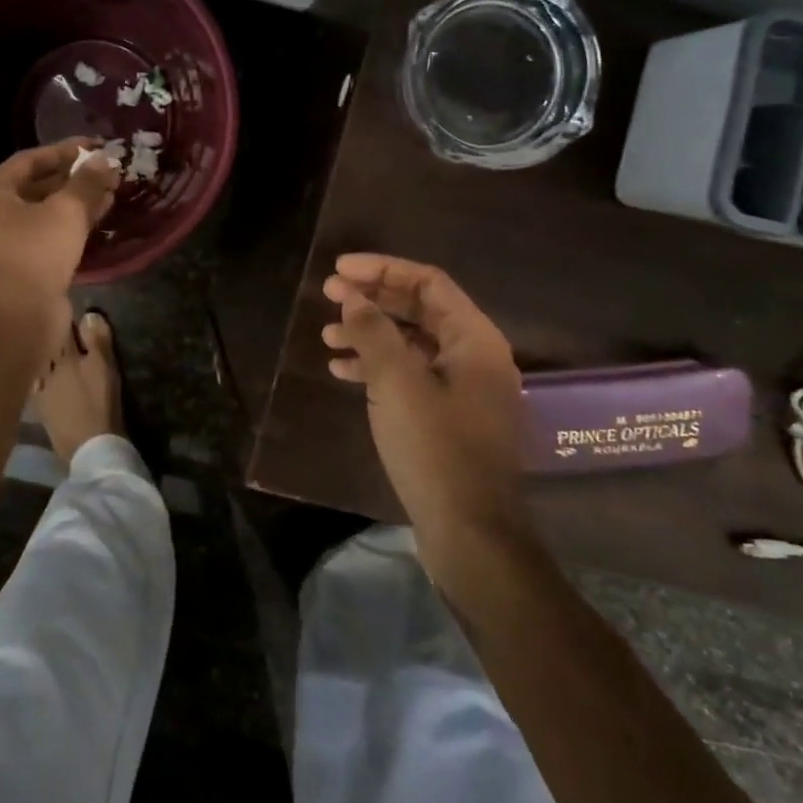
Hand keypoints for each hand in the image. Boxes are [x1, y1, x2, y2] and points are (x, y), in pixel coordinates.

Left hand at [0, 140, 119, 306]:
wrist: (20, 316)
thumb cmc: (37, 251)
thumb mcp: (67, 210)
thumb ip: (87, 181)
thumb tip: (105, 160)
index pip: (30, 159)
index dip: (66, 151)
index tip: (96, 146)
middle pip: (35, 186)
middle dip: (73, 178)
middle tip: (105, 172)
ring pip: (42, 213)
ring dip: (74, 202)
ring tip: (109, 194)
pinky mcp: (16, 267)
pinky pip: (44, 236)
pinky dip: (68, 226)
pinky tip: (97, 220)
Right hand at [322, 253, 528, 562]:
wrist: (469, 533)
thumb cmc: (435, 448)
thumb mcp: (397, 382)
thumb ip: (373, 331)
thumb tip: (353, 296)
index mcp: (475, 339)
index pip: (427, 282)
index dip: (381, 269)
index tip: (338, 270)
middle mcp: (475, 356)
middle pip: (419, 309)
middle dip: (373, 300)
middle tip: (328, 296)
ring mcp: (464, 389)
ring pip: (411, 344)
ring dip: (370, 334)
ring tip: (327, 336)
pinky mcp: (449, 418)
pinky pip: (411, 376)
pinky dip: (378, 368)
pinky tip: (343, 372)